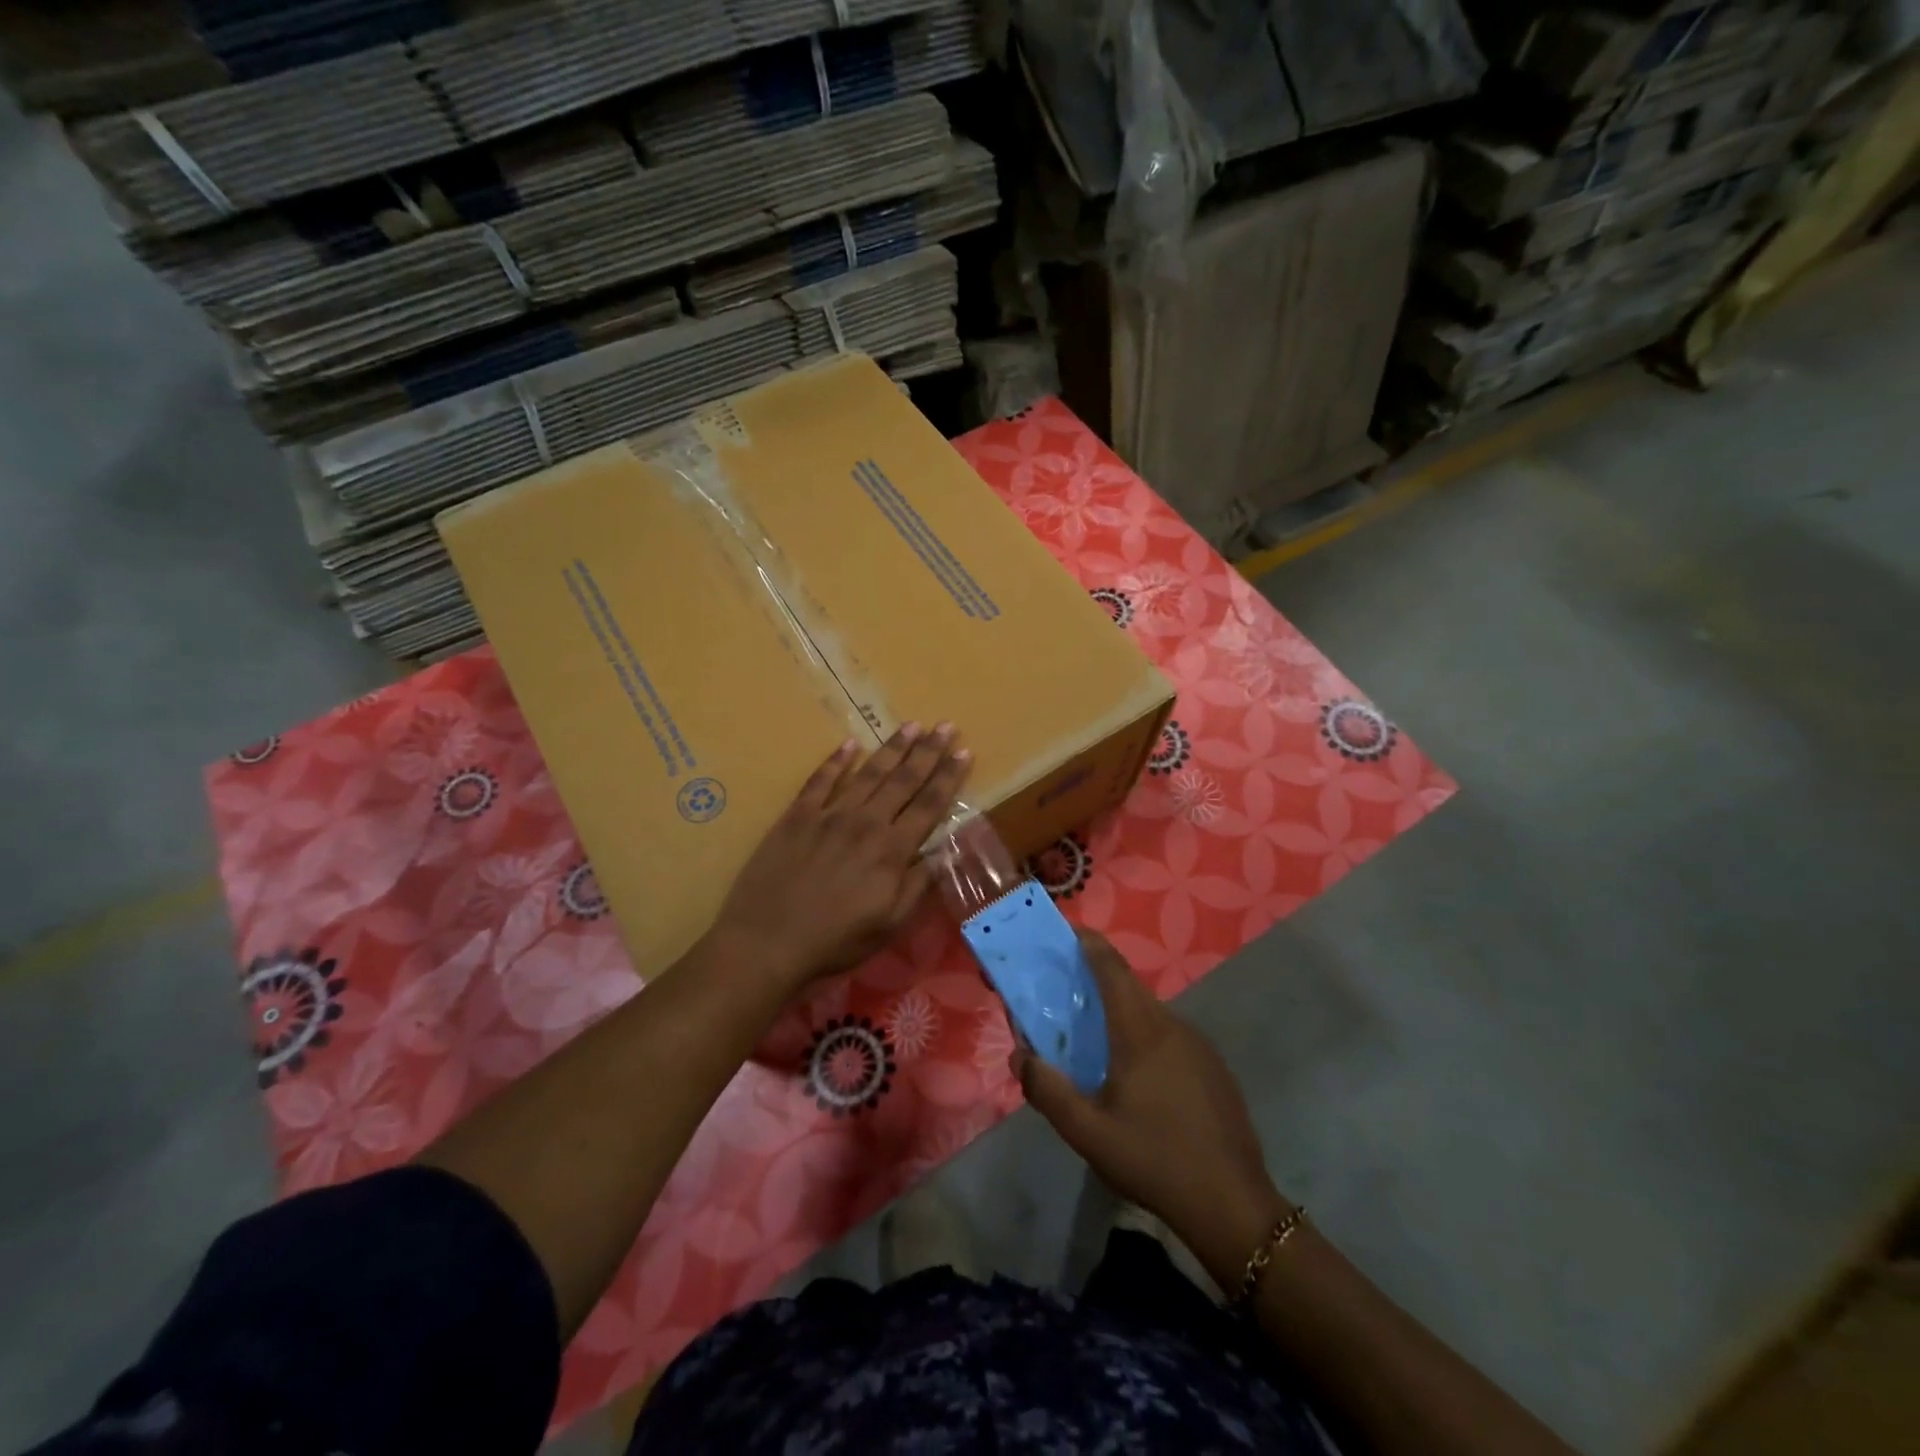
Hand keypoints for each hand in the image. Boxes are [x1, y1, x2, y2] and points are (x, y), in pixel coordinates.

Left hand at [714, 723, 970, 994]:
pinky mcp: (797, 816)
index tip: (964, 751)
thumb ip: (918, 885)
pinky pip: (820, 780)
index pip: (929, 805)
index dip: (949, 777)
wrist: (766, 941)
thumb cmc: (834, 940)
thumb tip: (943, 851)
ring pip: (868, 773)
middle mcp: (865, 823)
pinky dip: (836, 760)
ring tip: (912, 725)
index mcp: (892, 851)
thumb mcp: (889, 925)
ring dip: (892, 747)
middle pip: (903, 780)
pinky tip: (850, 744)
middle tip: (946, 725)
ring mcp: (829, 815)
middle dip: (928, 751)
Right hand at [1015, 929, 1291, 1289]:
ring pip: (1150, 1012)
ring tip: (1094, 1036)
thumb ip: (1048, 1090)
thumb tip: (1020, 1055)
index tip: (1066, 933)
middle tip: (1065, 990)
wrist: (1233, 1205)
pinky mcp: (1213, 1067)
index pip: (1112, 967)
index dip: (1089, 943)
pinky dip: (1143, 1034)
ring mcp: (1198, 1045)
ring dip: (1120, 1010)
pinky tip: (1136, 1075)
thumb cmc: (1154, 1160)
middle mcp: (1171, 1025)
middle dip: (1096, 977)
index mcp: (1140, 1031)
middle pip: (1129, 986)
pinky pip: (1169, 1034)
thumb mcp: (1088, 1133)